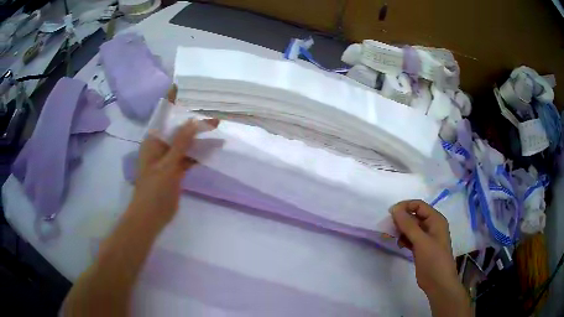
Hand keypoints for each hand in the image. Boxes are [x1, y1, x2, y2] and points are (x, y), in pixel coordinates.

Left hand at [128, 86, 218, 224]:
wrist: (151, 217)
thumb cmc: (153, 190)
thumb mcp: (167, 166)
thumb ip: (180, 143)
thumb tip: (193, 120)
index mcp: (153, 140)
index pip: (163, 114)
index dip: (173, 100)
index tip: (186, 86)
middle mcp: (160, 145)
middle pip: (177, 126)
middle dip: (192, 117)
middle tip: (210, 104)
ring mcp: (169, 157)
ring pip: (185, 141)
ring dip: (199, 135)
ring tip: (217, 123)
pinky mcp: (176, 169)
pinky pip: (189, 156)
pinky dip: (200, 152)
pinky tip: (214, 146)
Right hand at [389, 200, 459, 295]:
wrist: (438, 283)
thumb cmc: (433, 260)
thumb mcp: (421, 241)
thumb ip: (408, 225)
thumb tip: (395, 209)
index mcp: (436, 220)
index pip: (419, 205)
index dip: (405, 207)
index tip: (390, 214)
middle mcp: (432, 226)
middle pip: (415, 216)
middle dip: (402, 219)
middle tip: (388, 227)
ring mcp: (427, 238)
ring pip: (412, 228)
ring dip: (401, 230)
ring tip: (391, 236)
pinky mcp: (421, 248)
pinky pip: (411, 238)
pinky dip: (404, 239)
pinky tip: (399, 244)